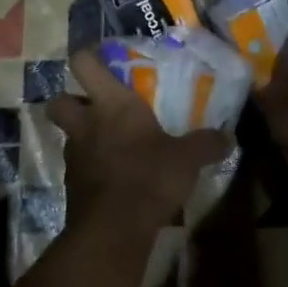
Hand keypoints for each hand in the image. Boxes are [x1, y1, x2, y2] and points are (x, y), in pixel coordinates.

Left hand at [46, 49, 231, 235]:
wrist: (114, 231)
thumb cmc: (149, 177)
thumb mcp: (188, 158)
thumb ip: (207, 144)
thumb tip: (229, 137)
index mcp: (111, 104)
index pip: (84, 64)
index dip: (88, 56)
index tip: (101, 57)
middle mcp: (86, 124)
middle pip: (58, 100)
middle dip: (70, 99)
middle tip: (95, 106)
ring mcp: (75, 156)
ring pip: (68, 136)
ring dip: (84, 137)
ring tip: (113, 145)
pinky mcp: (73, 187)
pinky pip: (79, 167)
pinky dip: (92, 168)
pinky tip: (116, 177)